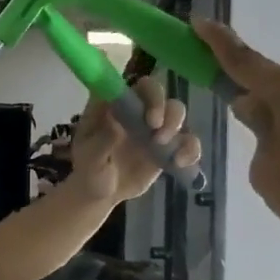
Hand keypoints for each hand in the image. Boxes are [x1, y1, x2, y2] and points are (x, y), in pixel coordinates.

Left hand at [66, 77, 201, 204]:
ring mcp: (152, 127)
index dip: (148, 93)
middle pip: (158, 93)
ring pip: (175, 111)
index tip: (149, 117)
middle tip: (156, 131)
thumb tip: (116, 127)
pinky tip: (179, 163)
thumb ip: (100, 142)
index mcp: (113, 106)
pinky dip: (190, 150)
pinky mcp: (167, 147)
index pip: (133, 86)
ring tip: (163, 148)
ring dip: (176, 125)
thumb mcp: (89, 160)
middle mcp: (135, 110)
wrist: (101, 194)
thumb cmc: (89, 171)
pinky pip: (187, 141)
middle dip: (163, 108)